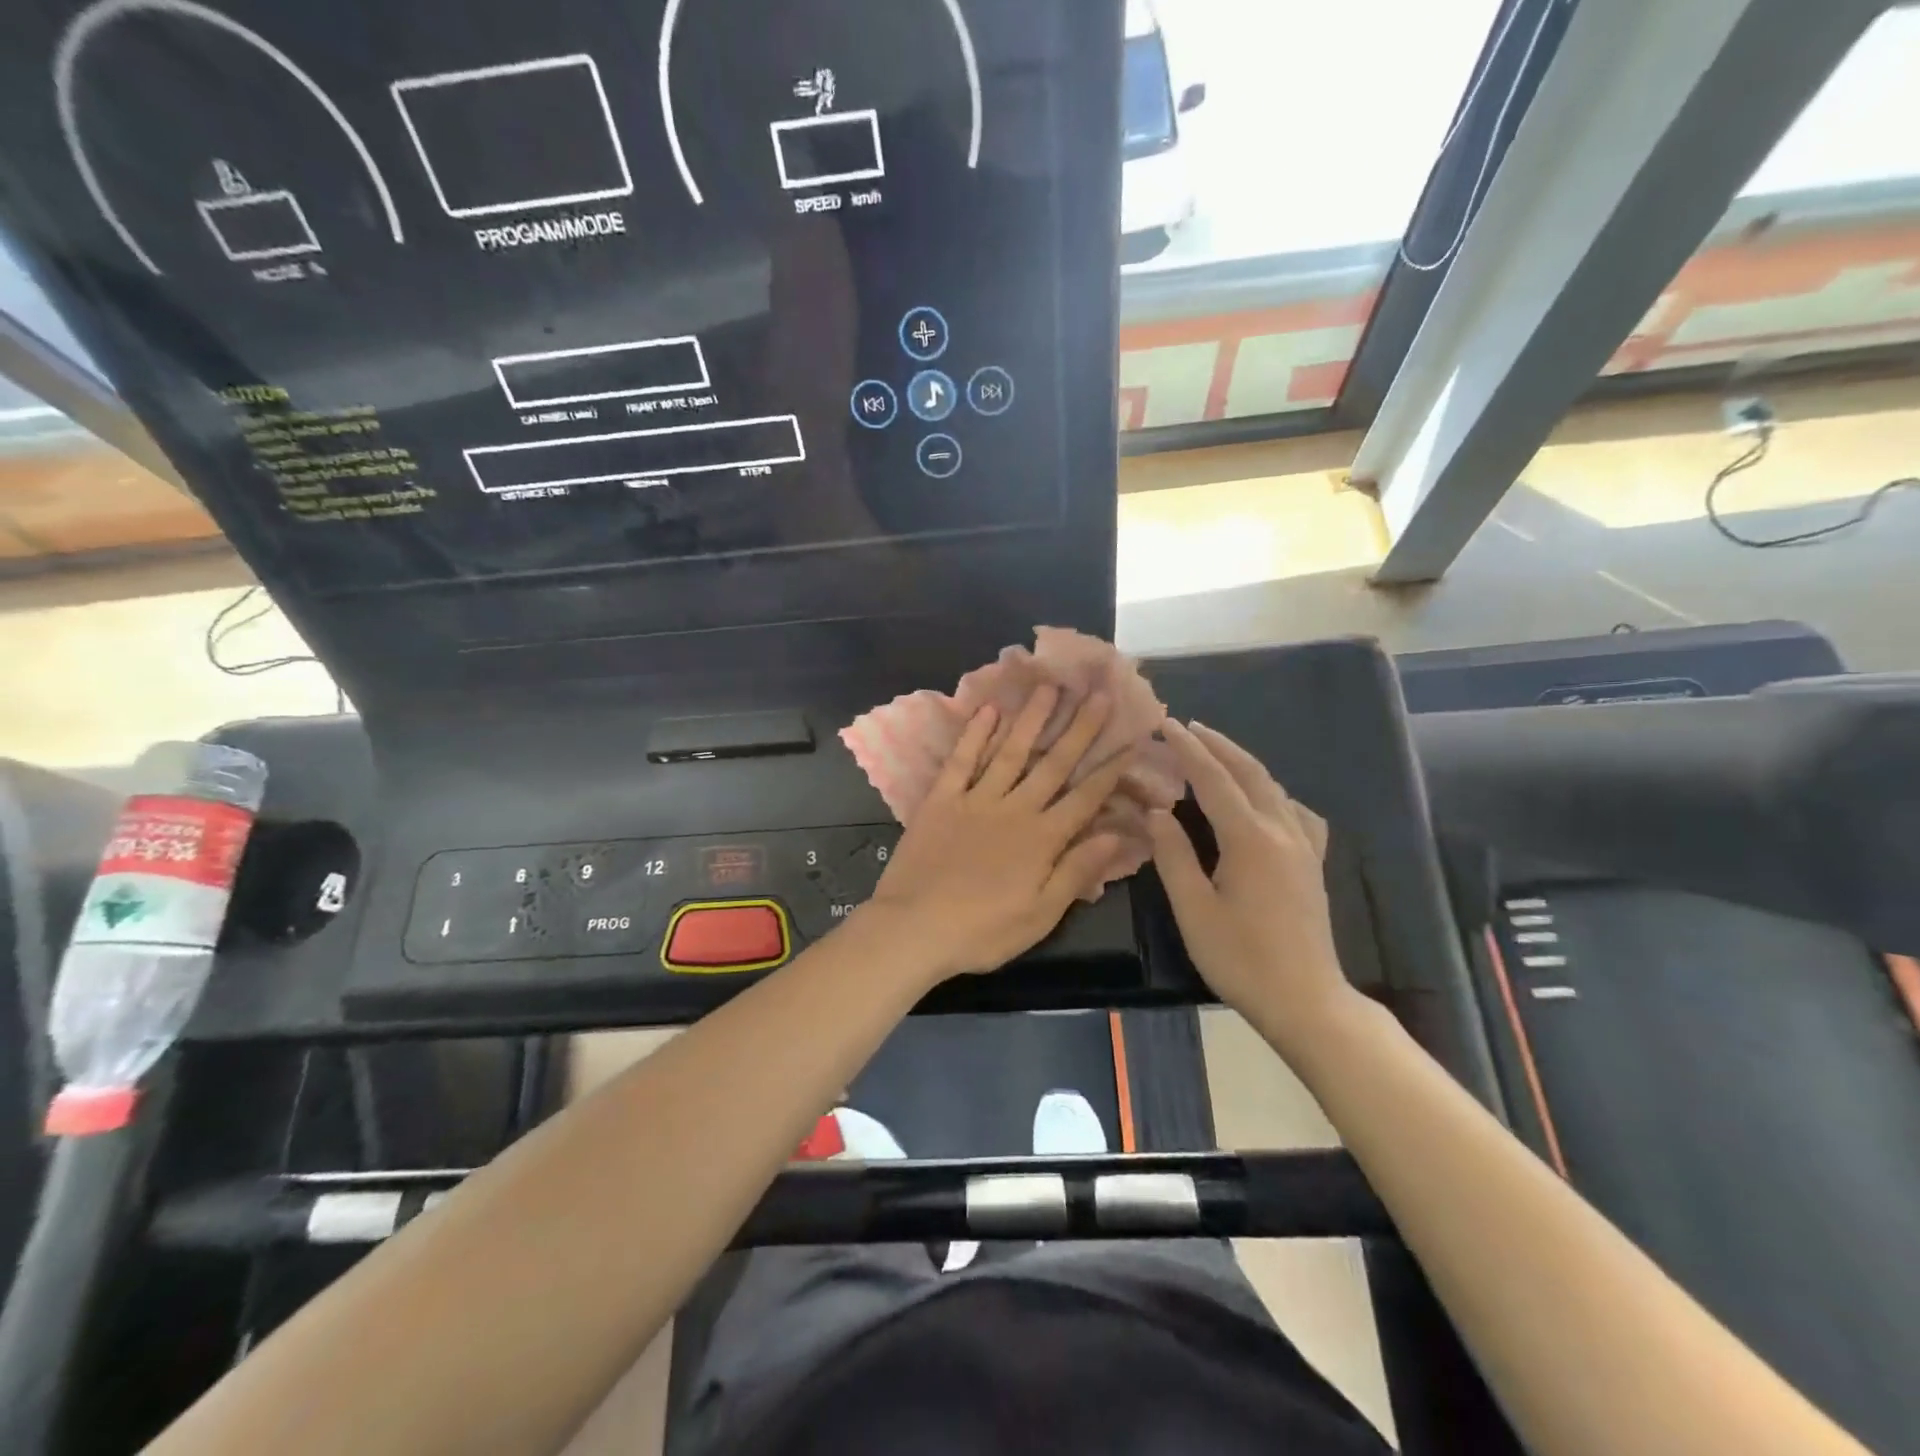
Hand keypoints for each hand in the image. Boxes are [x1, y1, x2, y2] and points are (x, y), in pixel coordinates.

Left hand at [863, 686, 1133, 985]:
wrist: (913, 927)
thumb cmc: (982, 931)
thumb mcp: (1040, 915)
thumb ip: (1077, 872)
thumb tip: (1116, 835)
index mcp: (1042, 839)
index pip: (1085, 798)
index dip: (1110, 769)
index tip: (1130, 739)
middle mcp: (1014, 809)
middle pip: (1053, 764)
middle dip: (1079, 728)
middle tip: (1098, 693)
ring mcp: (975, 800)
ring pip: (1010, 751)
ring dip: (1032, 719)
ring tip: (1049, 686)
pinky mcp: (941, 800)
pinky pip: (961, 760)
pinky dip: (974, 734)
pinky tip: (988, 710)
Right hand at [1147, 720, 1353, 1051]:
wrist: (1306, 999)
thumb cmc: (1241, 959)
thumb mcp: (1194, 910)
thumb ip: (1173, 856)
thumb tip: (1157, 812)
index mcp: (1249, 839)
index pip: (1214, 780)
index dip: (1189, 749)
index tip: (1167, 724)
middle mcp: (1281, 831)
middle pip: (1248, 772)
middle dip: (1217, 745)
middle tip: (1188, 726)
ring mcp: (1304, 846)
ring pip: (1273, 787)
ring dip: (1242, 762)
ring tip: (1216, 752)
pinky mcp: (1313, 863)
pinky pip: (1295, 811)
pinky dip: (1272, 792)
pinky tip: (1264, 800)